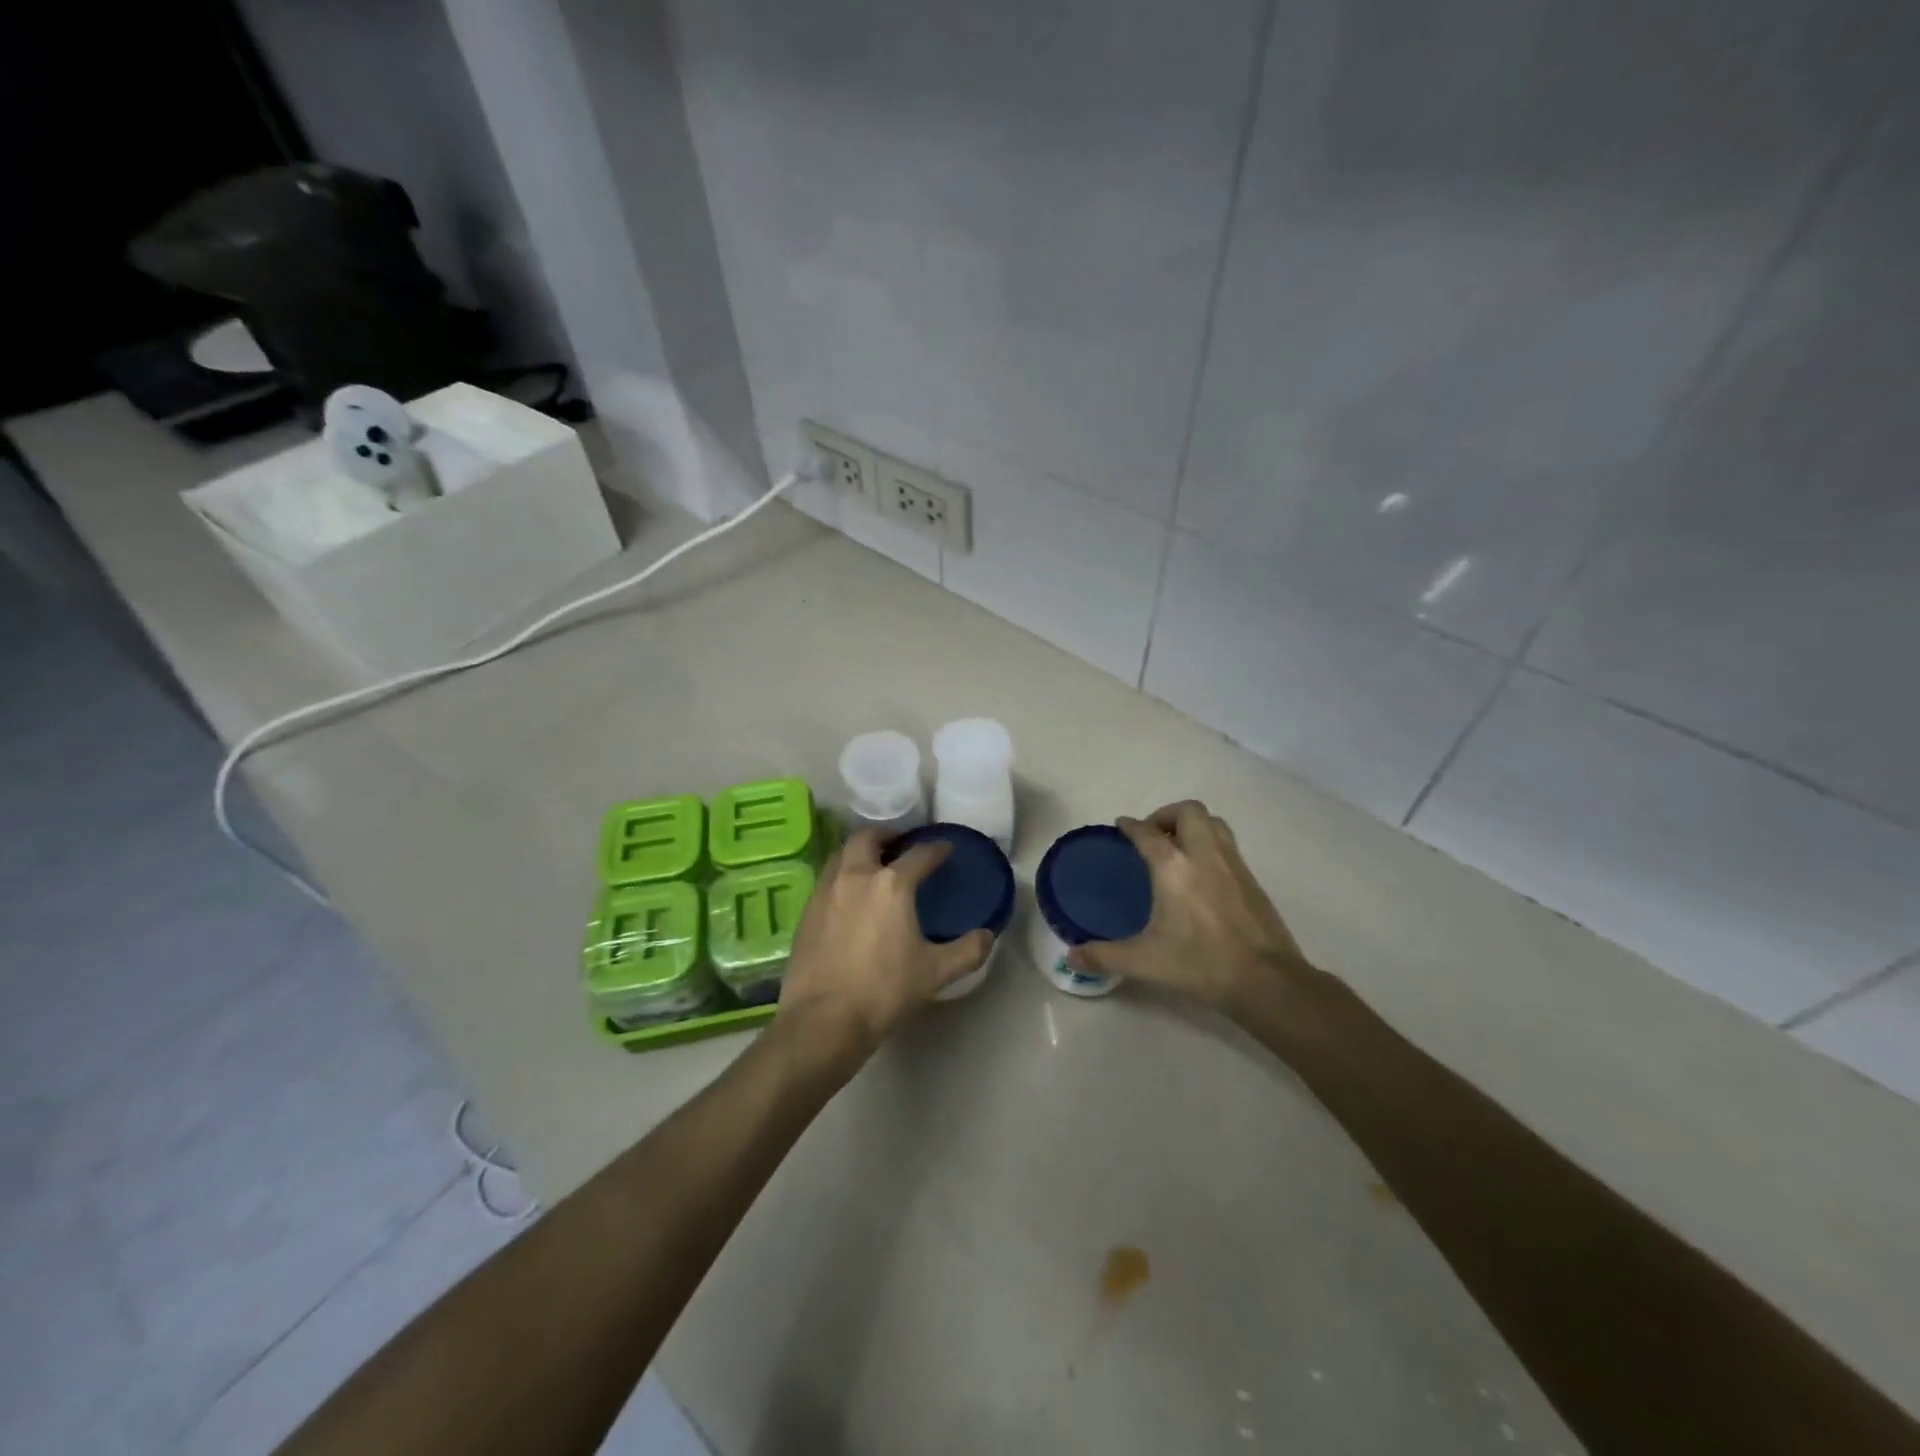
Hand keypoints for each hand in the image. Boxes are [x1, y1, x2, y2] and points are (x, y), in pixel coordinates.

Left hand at [775, 828, 993, 1065]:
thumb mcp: (935, 973)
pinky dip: (842, 876)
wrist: (823, 1020)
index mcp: (891, 885)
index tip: (945, 848)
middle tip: (899, 845)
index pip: (919, 855)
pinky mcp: (806, 912)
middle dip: (886, 836)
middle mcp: (856, 876)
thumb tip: (987, 936)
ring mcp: (826, 892)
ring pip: (842, 855)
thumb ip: (967, 951)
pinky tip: (849, 898)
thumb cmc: (884, 991)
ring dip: (859, 853)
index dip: (936, 849)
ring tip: (872, 866)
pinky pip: (827, 880)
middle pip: (867, 838)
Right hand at [1068, 800, 1308, 1015]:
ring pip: (1213, 822)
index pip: (1147, 832)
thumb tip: (1071, 956)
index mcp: (1173, 868)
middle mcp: (1203, 855)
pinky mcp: (1252, 879)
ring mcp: (1232, 864)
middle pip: (1188, 811)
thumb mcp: (1145, 962)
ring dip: (1192, 824)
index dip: (1130, 826)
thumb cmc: (1200, 964)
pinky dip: (1210, 844)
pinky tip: (1202, 872)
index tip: (1121, 826)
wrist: (1266, 981)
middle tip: (1153, 835)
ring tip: (1177, 846)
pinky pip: (1227, 844)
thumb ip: (1104, 956)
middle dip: (1166, 814)